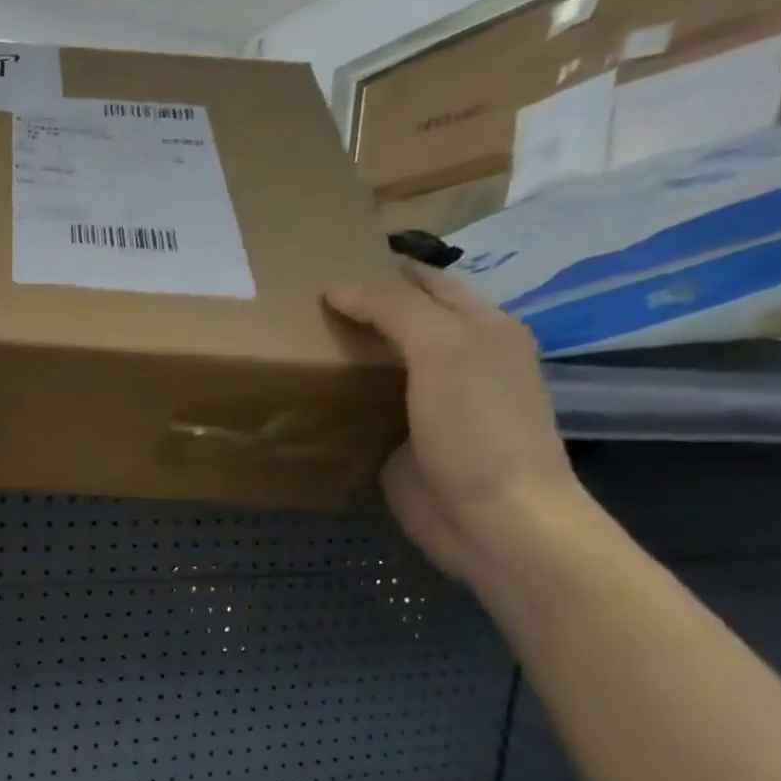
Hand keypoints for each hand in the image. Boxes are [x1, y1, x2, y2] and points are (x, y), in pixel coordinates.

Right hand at [325, 260, 594, 588]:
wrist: (492, 520)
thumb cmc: (477, 428)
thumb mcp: (443, 351)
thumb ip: (394, 311)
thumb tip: (337, 287)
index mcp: (481, 329)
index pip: (427, 283)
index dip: (384, 268)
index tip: (327, 260)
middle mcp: (457, 361)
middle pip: (401, 323)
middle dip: (358, 309)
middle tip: (296, 301)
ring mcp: (428, 405)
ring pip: (378, 365)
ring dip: (342, 353)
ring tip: (289, 339)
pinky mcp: (401, 442)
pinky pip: (363, 408)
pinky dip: (336, 397)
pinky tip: (303, 389)